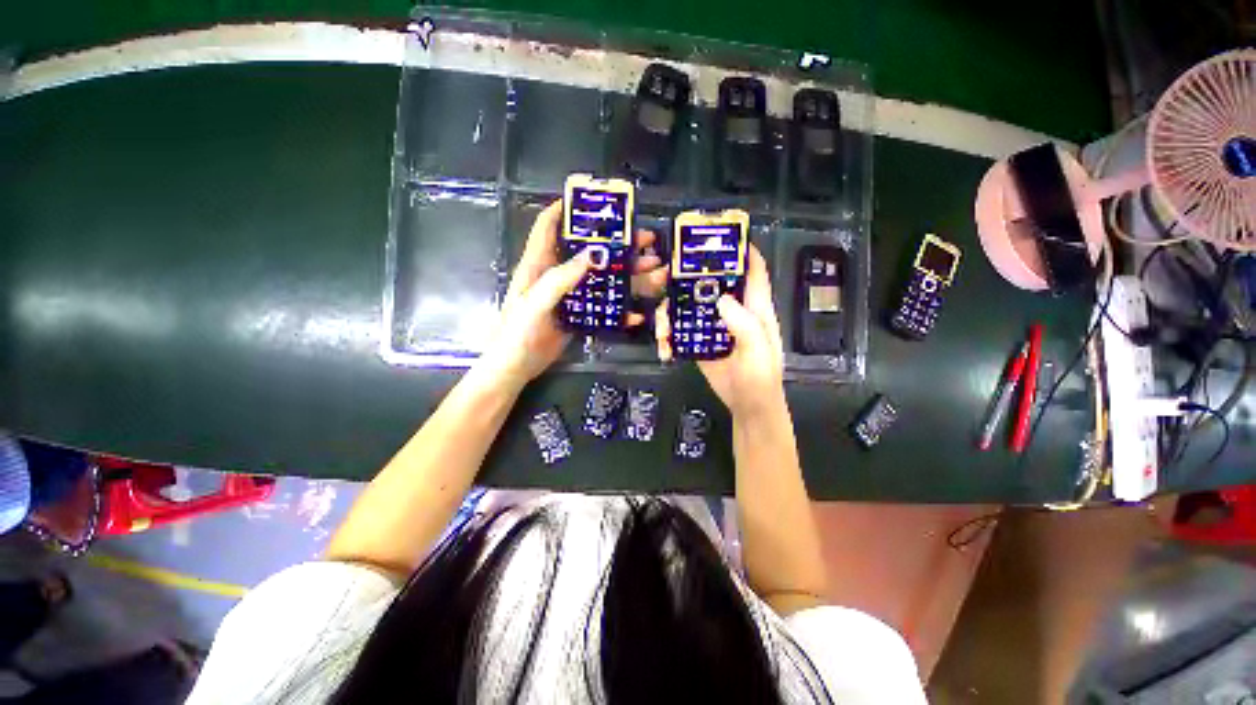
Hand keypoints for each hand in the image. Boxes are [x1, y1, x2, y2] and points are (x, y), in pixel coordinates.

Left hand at [476, 200, 667, 388]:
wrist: (516, 367)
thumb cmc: (518, 332)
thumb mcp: (536, 301)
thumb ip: (562, 277)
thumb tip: (596, 253)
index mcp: (538, 264)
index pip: (548, 226)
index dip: (565, 208)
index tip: (593, 199)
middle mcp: (555, 275)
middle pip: (587, 250)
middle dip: (616, 242)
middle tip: (645, 239)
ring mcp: (569, 295)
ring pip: (601, 278)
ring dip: (627, 273)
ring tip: (654, 269)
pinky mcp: (578, 314)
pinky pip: (603, 305)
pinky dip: (620, 308)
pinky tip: (637, 313)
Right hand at [654, 245, 785, 417]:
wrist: (747, 406)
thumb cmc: (760, 378)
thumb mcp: (758, 351)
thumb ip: (744, 324)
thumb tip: (720, 297)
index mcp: (755, 308)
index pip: (753, 271)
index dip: (743, 250)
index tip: (721, 236)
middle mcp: (733, 311)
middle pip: (713, 283)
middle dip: (691, 276)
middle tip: (667, 274)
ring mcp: (714, 326)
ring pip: (690, 305)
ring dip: (672, 311)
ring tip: (661, 328)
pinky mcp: (700, 341)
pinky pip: (682, 329)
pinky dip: (670, 333)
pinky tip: (663, 345)